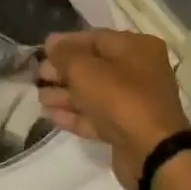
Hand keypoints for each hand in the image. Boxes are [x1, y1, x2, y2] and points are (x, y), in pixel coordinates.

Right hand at [39, 29, 190, 189]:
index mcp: (137, 48)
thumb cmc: (120, 98)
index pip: (96, 38)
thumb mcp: (85, 69)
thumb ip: (65, 54)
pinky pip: (98, 116)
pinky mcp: (128, 129)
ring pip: (94, 93)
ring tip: (39, 98)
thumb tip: (52, 43)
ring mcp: (135, 102)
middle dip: (63, 71)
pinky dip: (76, 114)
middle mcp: (140, 71)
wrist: (152, 152)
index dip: (67, 43)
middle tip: (38, 76)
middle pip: (94, 66)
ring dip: (66, 94)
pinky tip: (52, 116)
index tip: (42, 50)